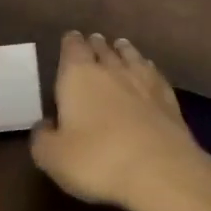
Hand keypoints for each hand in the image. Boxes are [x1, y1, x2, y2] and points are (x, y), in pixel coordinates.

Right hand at [30, 32, 210, 210]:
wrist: (160, 171)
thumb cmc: (97, 160)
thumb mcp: (52, 157)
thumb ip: (42, 138)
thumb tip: (45, 125)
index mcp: (78, 76)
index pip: (72, 48)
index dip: (70, 43)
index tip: (70, 39)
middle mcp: (111, 69)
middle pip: (102, 48)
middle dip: (95, 45)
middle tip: (92, 42)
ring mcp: (144, 82)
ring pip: (131, 56)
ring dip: (122, 51)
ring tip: (119, 47)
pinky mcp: (169, 99)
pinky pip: (154, 74)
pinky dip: (147, 69)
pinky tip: (148, 72)